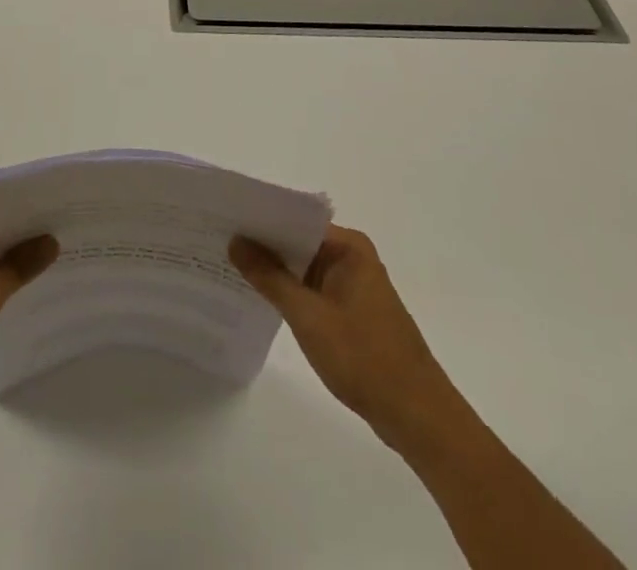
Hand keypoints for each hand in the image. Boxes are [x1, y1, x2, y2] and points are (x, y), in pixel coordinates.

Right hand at [231, 225, 462, 453]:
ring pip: (303, 268)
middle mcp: (352, 258)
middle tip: (217, 241)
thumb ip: (269, 277)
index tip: (224, 219)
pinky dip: (290, 293)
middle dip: (262, 245)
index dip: (260, 220)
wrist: (418, 418)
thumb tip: (236, 241)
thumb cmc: (364, 358)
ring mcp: (353, 286)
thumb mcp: (308, 316)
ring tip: (228, 266)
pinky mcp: (352, 312)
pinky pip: (312, 290)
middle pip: (298, 242)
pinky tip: (259, 299)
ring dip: (274, 271)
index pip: (295, 220)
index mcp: (348, 247)